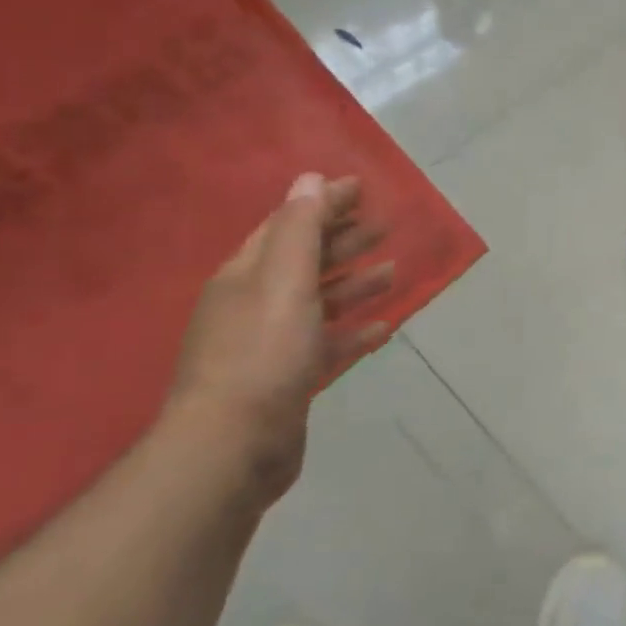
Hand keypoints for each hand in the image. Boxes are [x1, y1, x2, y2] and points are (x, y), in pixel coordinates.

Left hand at [166, 173, 393, 500]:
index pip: (288, 225)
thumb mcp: (284, 281)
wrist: (232, 446)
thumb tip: (310, 179)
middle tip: (384, 227)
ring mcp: (270, 344)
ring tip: (392, 272)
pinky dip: (352, 331)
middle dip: (343, 240)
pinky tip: (381, 327)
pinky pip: (327, 344)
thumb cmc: (262, 354)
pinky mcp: (289, 379)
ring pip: (319, 302)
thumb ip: (300, 230)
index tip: (361, 188)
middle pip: (305, 261)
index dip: (323, 204)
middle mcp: (254, 303)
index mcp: (247, 275)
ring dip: (354, 283)